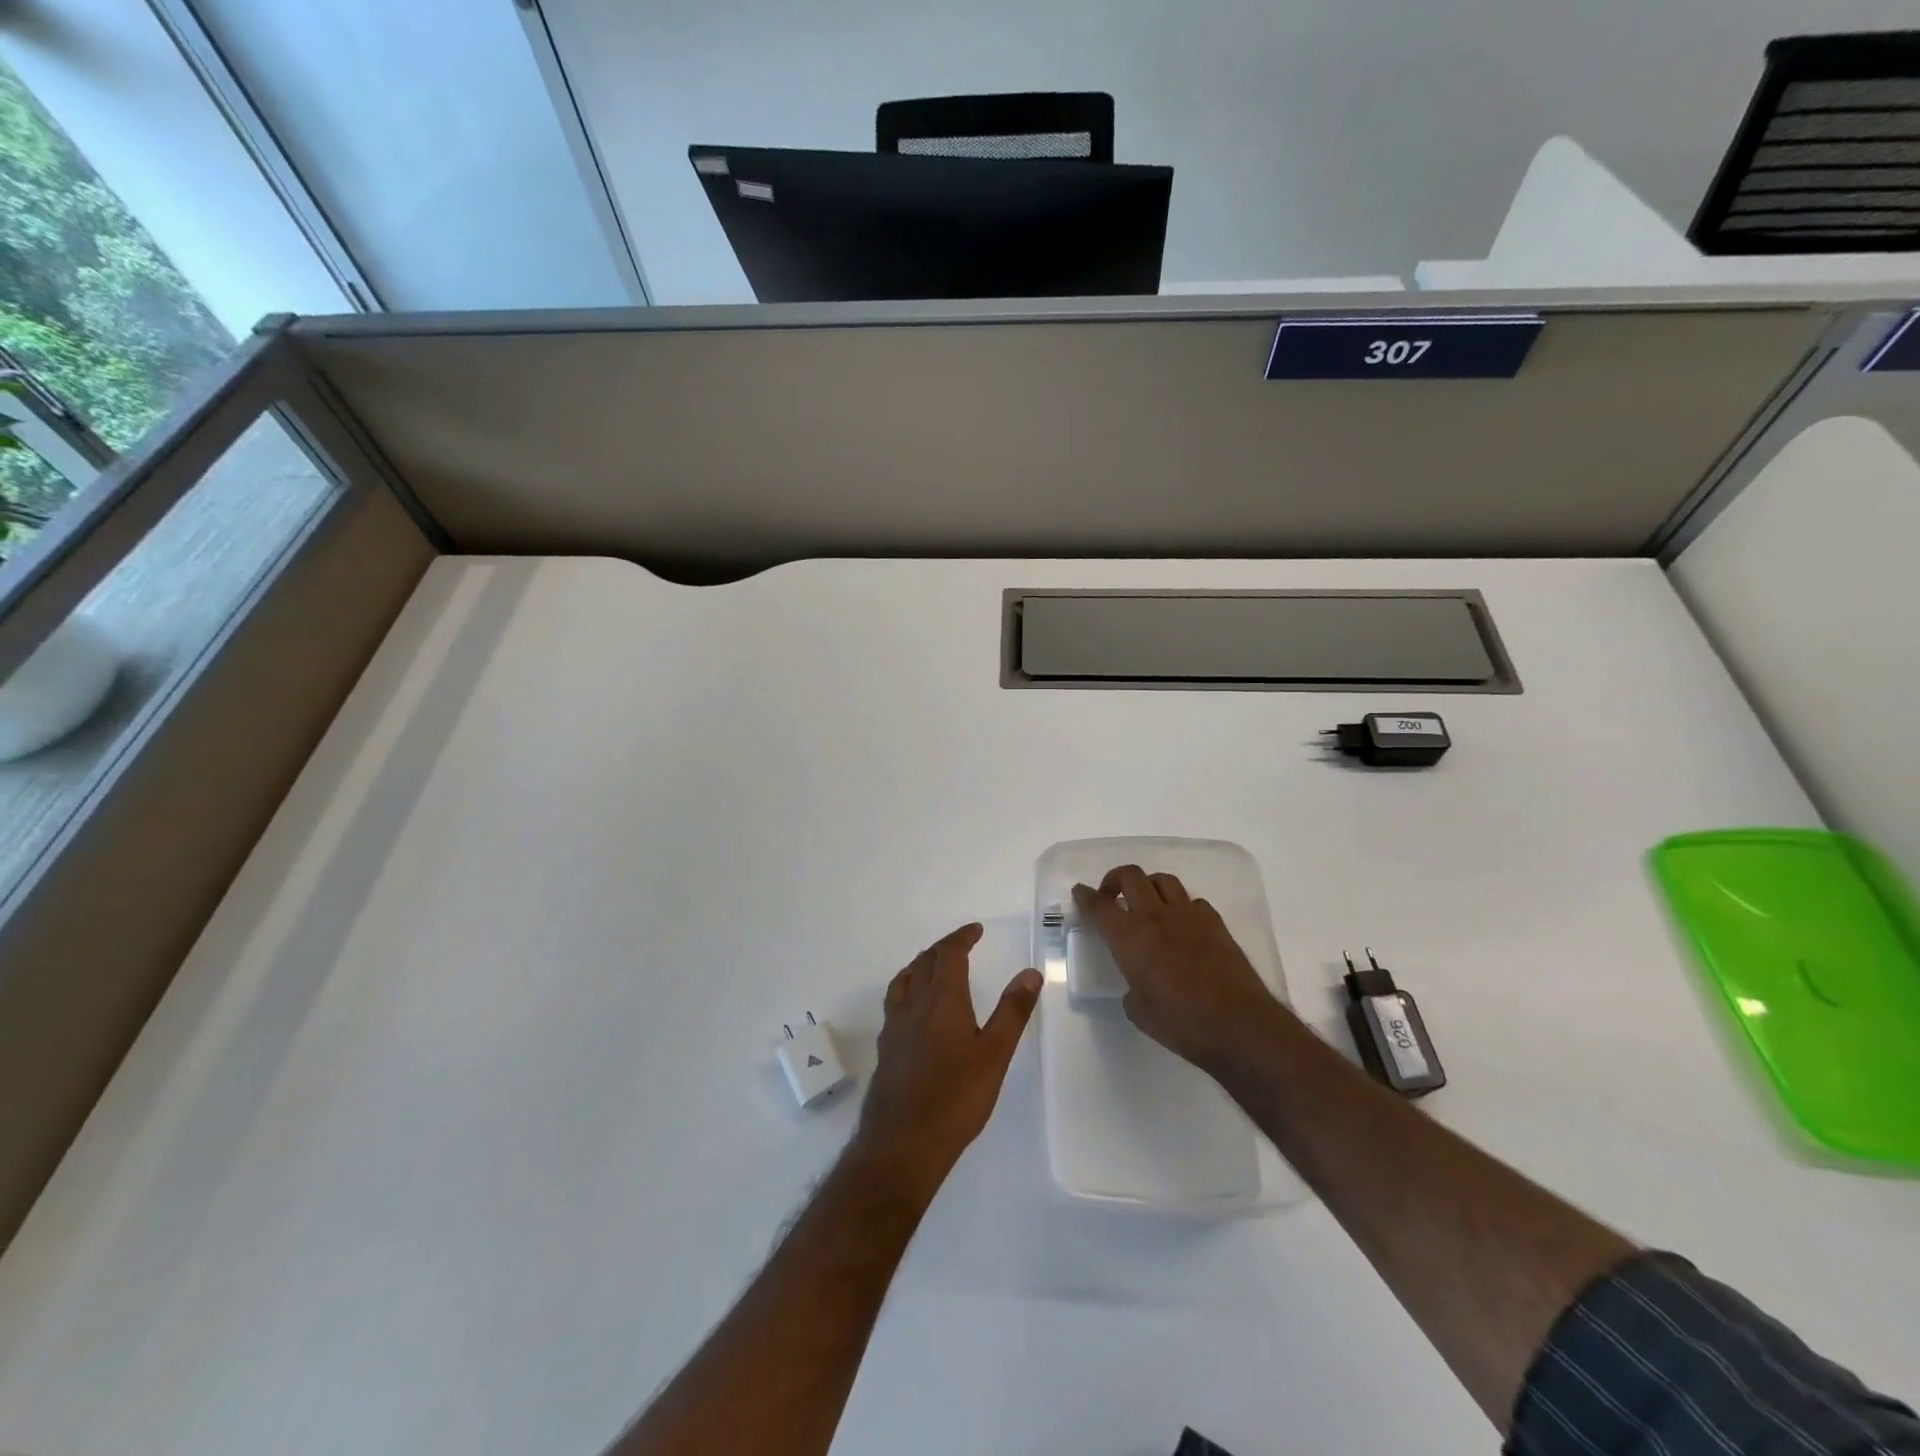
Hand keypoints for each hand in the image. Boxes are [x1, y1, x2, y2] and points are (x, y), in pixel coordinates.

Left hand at [850, 924, 1041, 1203]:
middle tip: (961, 944)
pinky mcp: (886, 1048)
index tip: (976, 930)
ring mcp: (895, 1027)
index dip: (962, 938)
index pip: (949, 955)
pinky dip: (907, 988)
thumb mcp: (994, 1055)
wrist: (902, 1143)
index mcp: (942, 1001)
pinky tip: (913, 1008)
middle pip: (925, 963)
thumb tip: (1030, 972)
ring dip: (921, 964)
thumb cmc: (956, 1099)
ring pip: (905, 980)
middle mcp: (914, 1006)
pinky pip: (895, 1001)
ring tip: (933, 964)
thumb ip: (1012, 1012)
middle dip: (943, 948)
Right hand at [1072, 865, 1286, 1076]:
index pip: (1099, 906)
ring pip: (1163, 880)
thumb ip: (1132, 989)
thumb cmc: (1180, 1023)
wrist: (1237, 1024)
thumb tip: (1137, 983)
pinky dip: (1181, 907)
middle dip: (1115, 879)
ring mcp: (1187, 915)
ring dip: (1148, 885)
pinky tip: (1182, 925)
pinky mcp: (1215, 922)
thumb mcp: (1139, 1011)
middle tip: (1111, 895)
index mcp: (1128, 937)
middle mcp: (1155, 917)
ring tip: (1147, 902)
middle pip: (1130, 876)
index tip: (1079, 892)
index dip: (1085, 896)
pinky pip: (1192, 901)